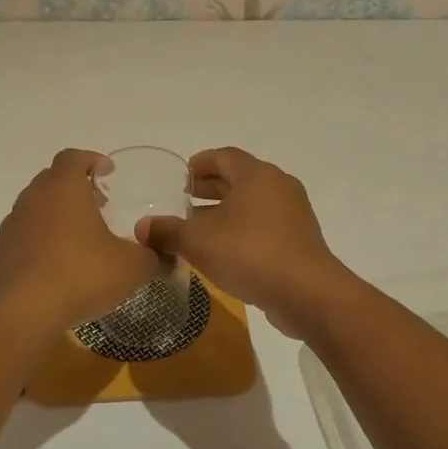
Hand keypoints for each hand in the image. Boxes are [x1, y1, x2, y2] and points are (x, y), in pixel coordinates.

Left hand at [0, 149, 166, 332]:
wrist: (19, 314)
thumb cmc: (80, 274)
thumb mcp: (132, 267)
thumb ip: (154, 258)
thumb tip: (169, 257)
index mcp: (63, 187)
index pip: (73, 157)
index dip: (92, 160)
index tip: (108, 174)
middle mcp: (33, 198)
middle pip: (53, 180)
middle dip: (76, 187)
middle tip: (100, 205)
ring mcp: (12, 226)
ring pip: (37, 208)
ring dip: (58, 216)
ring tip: (83, 238)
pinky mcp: (1, 254)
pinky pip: (26, 237)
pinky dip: (43, 242)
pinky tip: (61, 267)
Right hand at [137, 148, 354, 335]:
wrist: (307, 292)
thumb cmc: (249, 253)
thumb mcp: (199, 242)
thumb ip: (168, 231)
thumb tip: (141, 227)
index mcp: (256, 174)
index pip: (224, 156)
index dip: (201, 163)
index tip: (183, 176)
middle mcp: (277, 185)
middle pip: (239, 178)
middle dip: (210, 189)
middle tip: (184, 200)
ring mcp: (293, 213)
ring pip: (252, 203)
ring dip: (225, 212)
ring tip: (198, 229)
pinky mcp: (299, 239)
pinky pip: (264, 224)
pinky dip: (242, 229)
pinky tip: (223, 251)